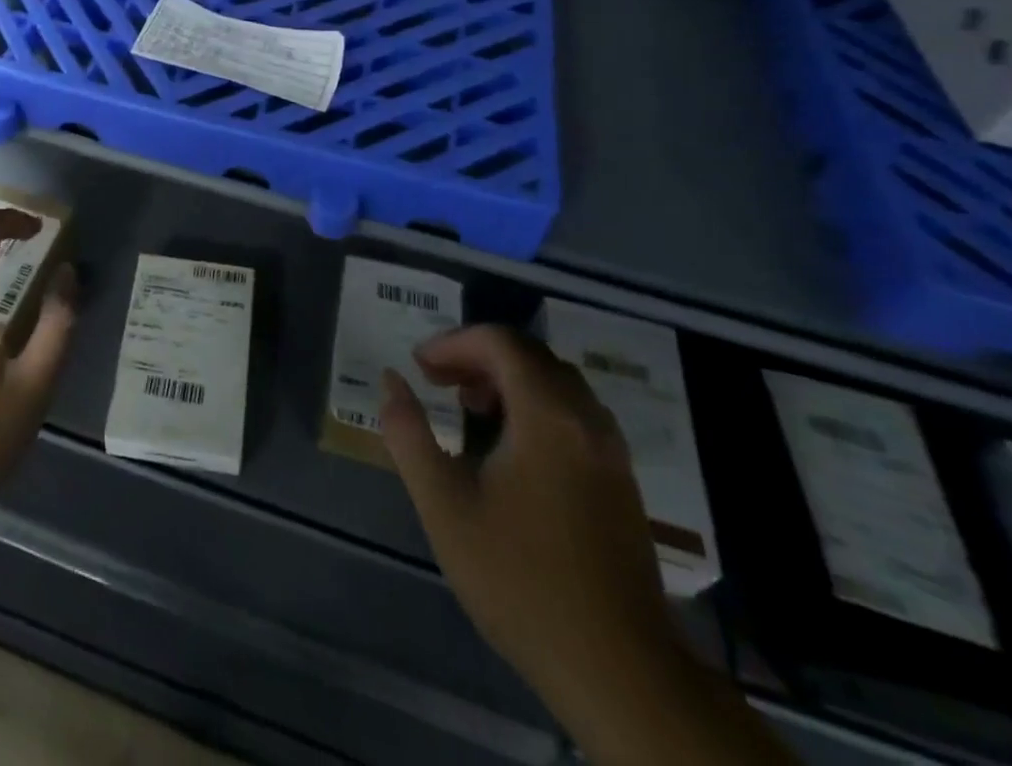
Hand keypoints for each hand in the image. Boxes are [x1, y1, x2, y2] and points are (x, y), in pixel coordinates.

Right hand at [379, 326, 674, 712]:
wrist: (619, 670)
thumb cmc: (520, 580)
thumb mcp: (444, 505)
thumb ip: (409, 433)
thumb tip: (389, 380)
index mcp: (548, 415)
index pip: (500, 341)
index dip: (453, 343)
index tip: (419, 367)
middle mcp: (587, 419)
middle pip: (530, 355)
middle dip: (478, 356)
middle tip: (438, 382)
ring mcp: (612, 451)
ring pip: (556, 382)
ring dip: (508, 379)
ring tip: (470, 409)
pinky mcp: (622, 480)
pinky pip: (575, 413)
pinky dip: (536, 405)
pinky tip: (512, 448)